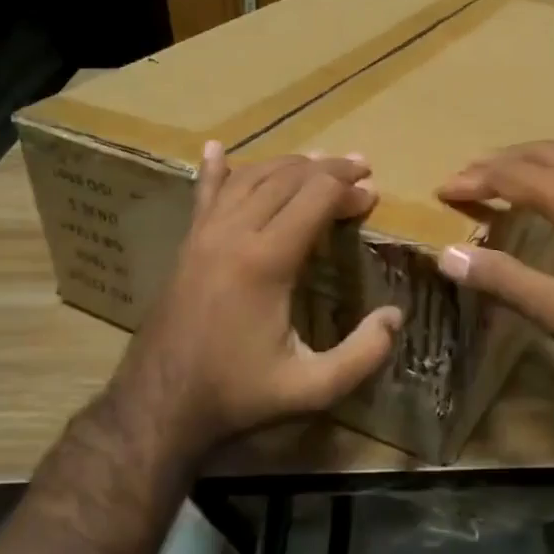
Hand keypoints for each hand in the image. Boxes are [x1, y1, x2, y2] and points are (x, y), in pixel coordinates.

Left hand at [115, 143, 402, 450]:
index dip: (348, 190)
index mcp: (265, 261)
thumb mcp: (311, 389)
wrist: (159, 404)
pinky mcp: (186, 245)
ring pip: (250, 178)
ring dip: (287, 164)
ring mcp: (204, 235)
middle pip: (286, 178)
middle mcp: (233, 234)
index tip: (373, 194)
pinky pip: (204, 196)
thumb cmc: (237, 395)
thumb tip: (394, 316)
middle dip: (328, 169)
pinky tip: (215, 149)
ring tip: (318, 162)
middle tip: (360, 169)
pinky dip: (216, 170)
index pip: (315, 198)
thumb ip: (362, 355)